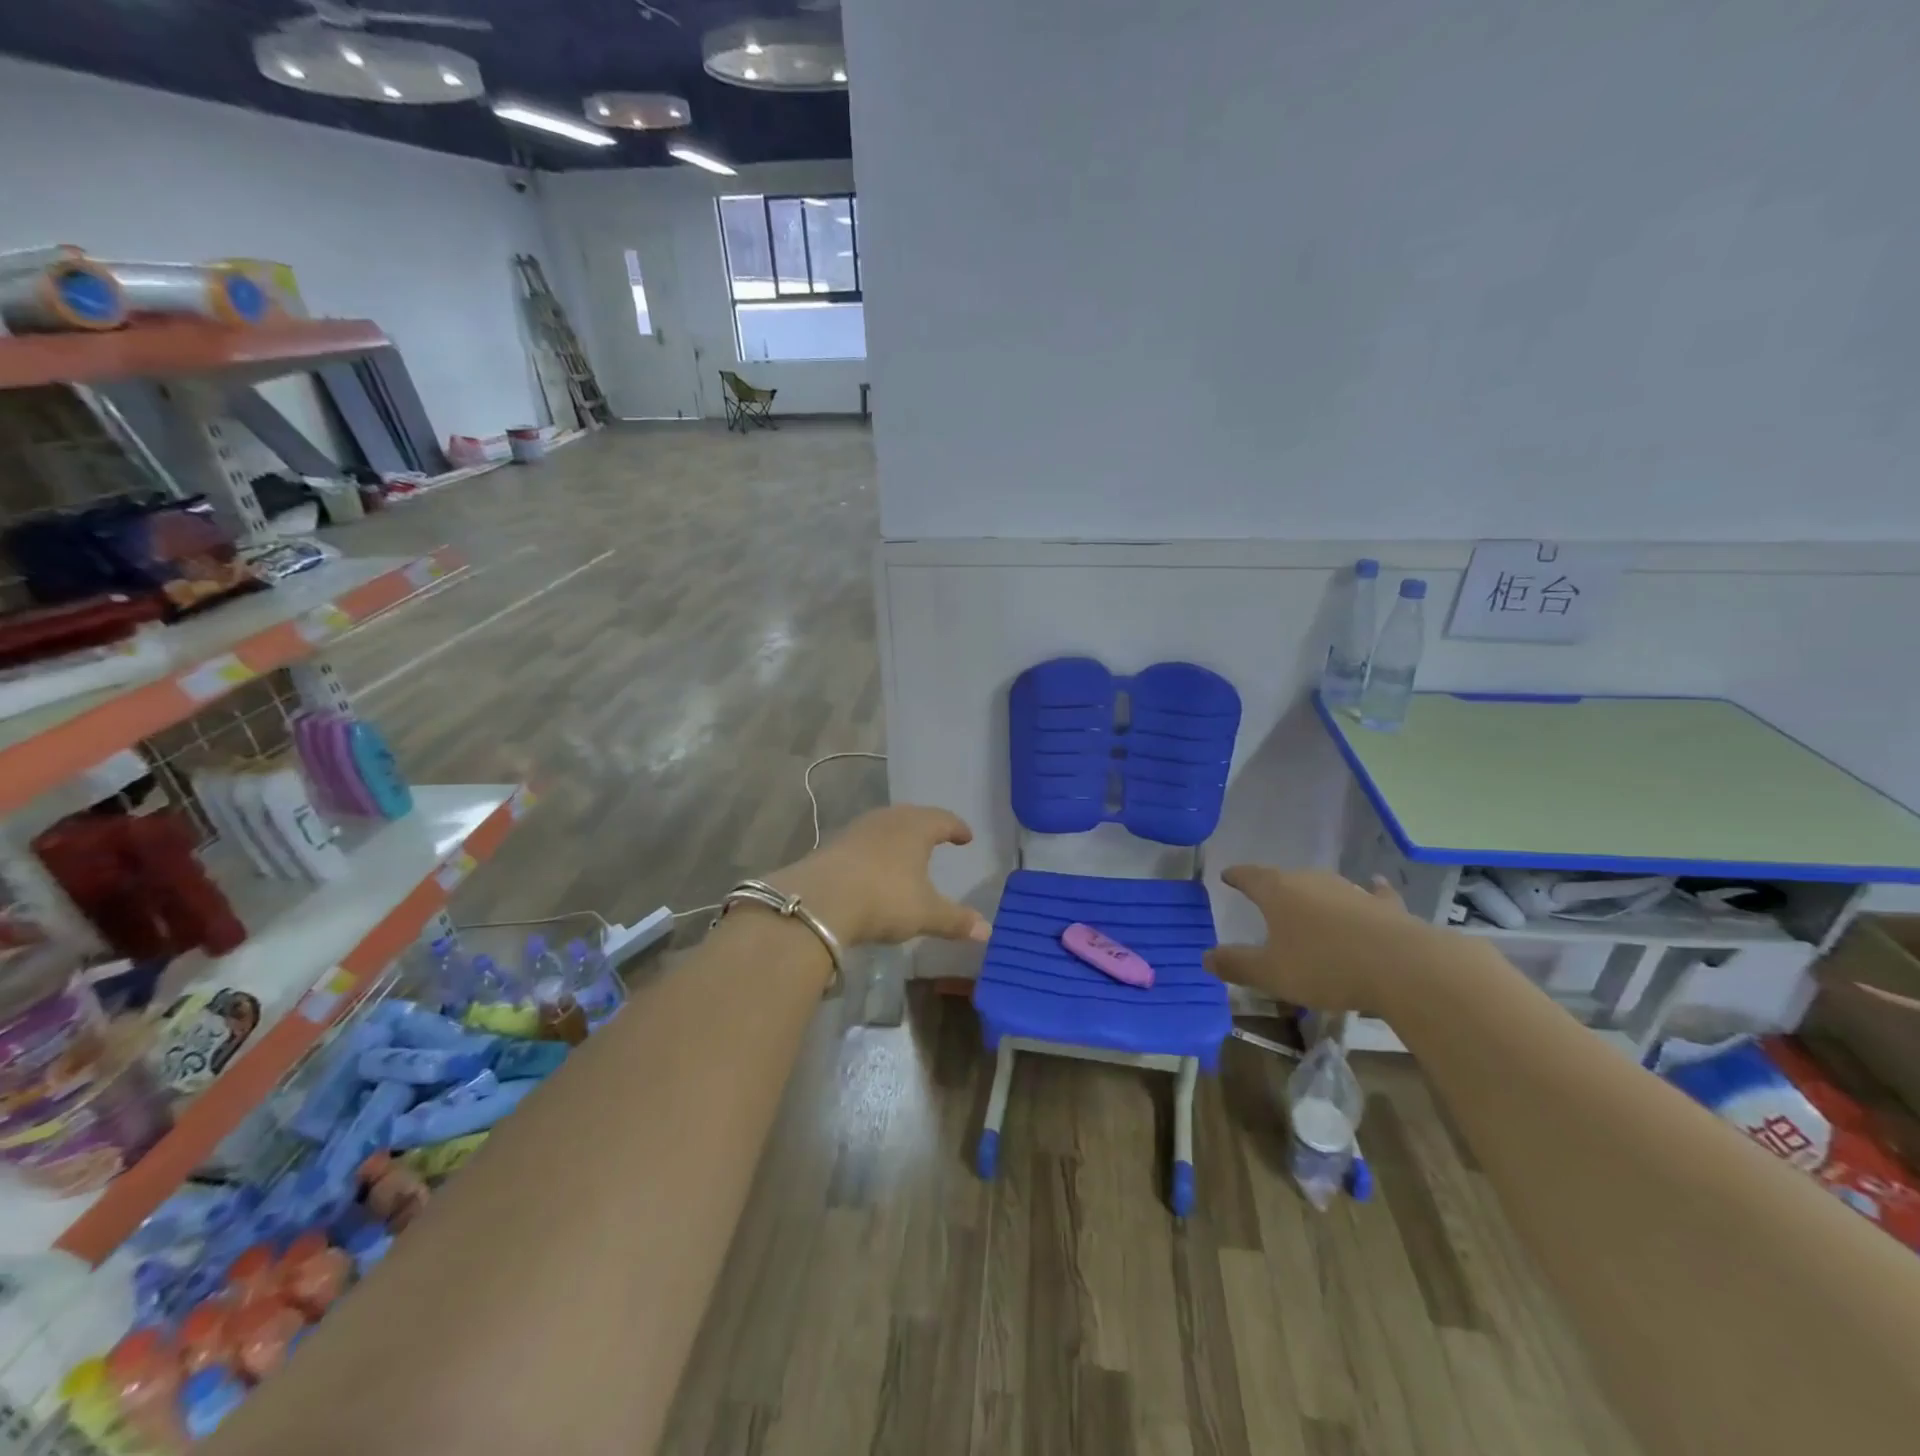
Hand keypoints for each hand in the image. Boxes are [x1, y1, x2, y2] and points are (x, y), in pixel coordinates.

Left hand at [769, 805, 990, 947]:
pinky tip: (873, 869)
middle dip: (926, 827)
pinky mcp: (832, 845)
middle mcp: (888, 820)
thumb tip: (987, 931)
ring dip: (897, 838)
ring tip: (905, 853)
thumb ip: (956, 920)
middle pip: (912, 817)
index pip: (943, 820)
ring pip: (884, 827)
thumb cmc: (884, 898)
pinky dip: (874, 851)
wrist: (819, 900)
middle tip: (937, 838)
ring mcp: (857, 830)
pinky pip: (862, 842)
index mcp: (916, 827)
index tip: (966, 837)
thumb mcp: (925, 913)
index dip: (957, 828)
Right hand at [1204, 866, 1443, 1013]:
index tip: (1227, 876)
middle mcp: (1311, 881)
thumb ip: (1237, 964)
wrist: (1403, 967)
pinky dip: (1369, 891)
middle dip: (1273, 888)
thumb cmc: (1325, 966)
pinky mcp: (1384, 906)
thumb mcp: (1271, 973)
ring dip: (1314, 895)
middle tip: (1265, 899)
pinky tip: (1374, 885)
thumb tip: (1205, 957)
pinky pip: (1372, 894)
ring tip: (1308, 904)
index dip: (1236, 876)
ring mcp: (1350, 890)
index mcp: (1277, 892)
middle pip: (1284, 878)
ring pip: (1323, 886)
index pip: (1249, 876)